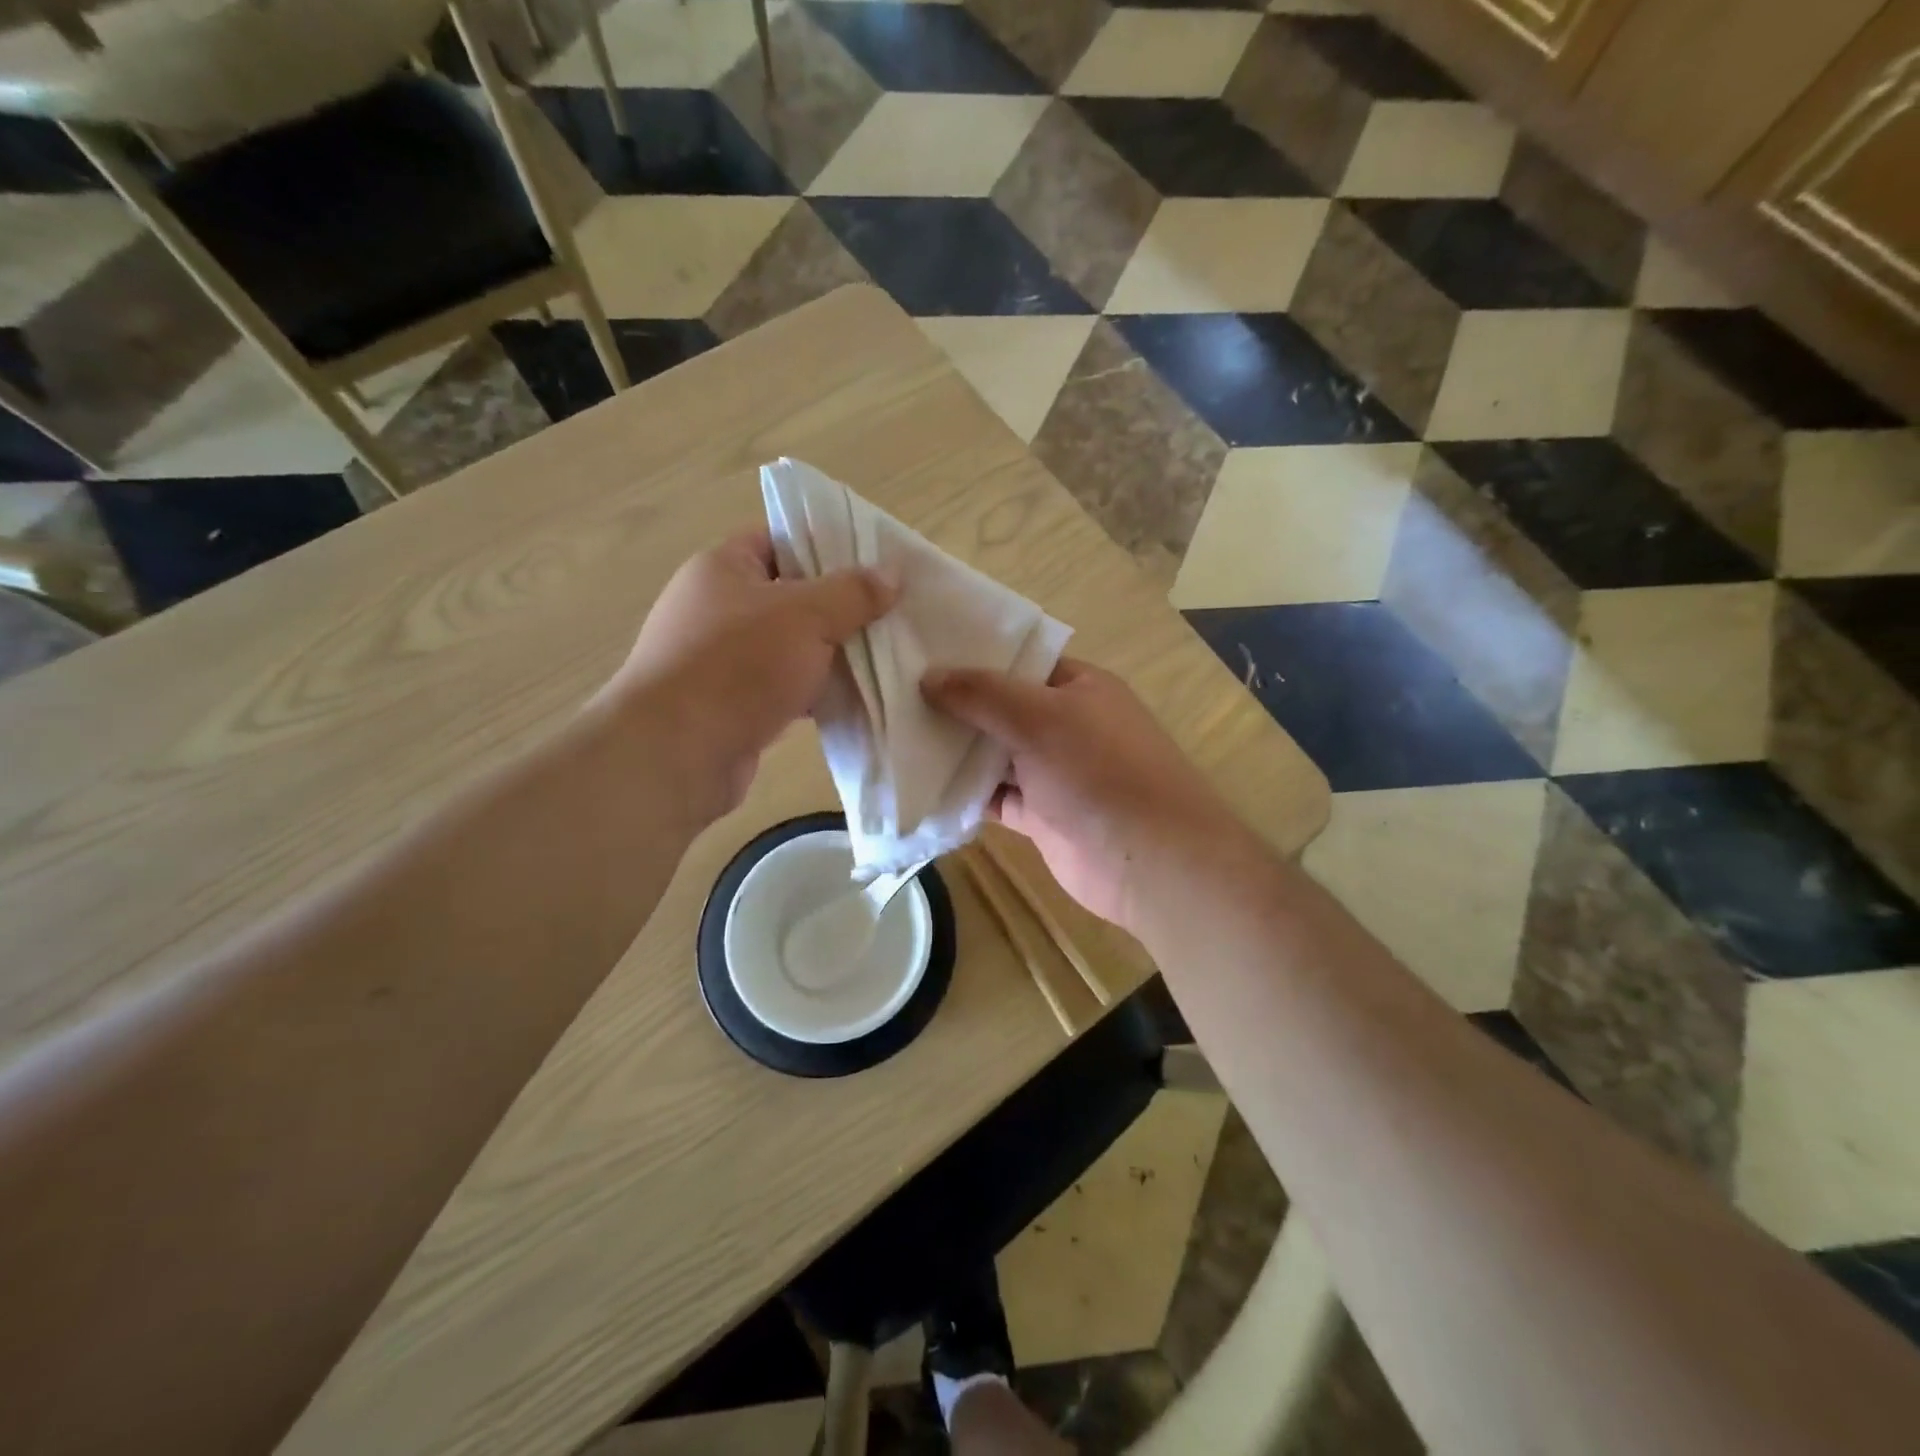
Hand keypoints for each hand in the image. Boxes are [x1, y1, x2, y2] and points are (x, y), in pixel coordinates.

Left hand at [594, 530, 895, 825]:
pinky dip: (816, 692)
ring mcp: (724, 661)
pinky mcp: (734, 706)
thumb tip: (893, 574)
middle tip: (891, 612)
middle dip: (840, 607)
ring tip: (886, 655)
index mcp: (723, 569)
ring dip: (832, 655)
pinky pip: (786, 688)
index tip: (873, 563)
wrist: (676, 754)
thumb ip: (852, 593)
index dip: (825, 546)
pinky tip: (857, 698)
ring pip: (792, 647)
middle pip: (791, 596)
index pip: (779, 540)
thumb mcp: (806, 616)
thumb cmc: (738, 666)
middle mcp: (718, 609)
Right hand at [922, 659, 1254, 932]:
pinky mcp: (1041, 816)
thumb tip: (928, 676)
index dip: (975, 656)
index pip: (1020, 661)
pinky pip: (995, 797)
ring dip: (956, 751)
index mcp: (1079, 687)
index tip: (921, 653)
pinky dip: (966, 793)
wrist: (1149, 861)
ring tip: (896, 734)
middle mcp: (1067, 725)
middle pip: (1003, 708)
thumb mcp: (1039, 717)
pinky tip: (923, 785)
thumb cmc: (1099, 771)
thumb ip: (983, 694)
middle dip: (957, 704)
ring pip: (996, 754)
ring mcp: (1054, 773)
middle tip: (894, 694)